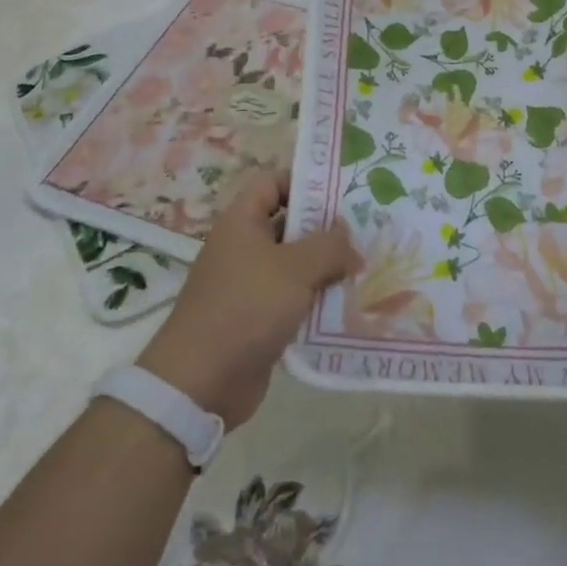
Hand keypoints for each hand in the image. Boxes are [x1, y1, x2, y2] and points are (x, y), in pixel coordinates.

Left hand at [136, 168, 358, 430]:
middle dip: (325, 228)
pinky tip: (348, 304)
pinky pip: (293, 300)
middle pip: (288, 225)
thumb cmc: (246, 307)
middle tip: (366, 229)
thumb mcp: (295, 268)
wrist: (200, 383)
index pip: (272, 184)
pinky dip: (316, 301)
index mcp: (242, 223)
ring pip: (294, 265)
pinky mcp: (257, 321)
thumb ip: (329, 246)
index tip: (341, 190)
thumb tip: (351, 242)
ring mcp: (249, 286)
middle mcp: (243, 249)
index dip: (304, 181)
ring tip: (366, 266)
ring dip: (326, 268)